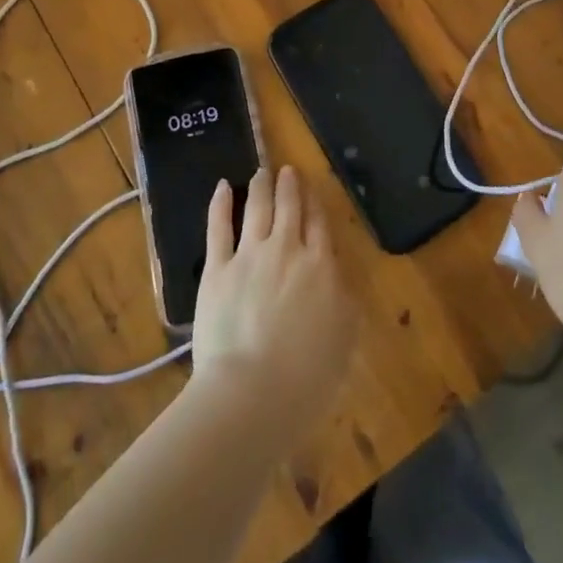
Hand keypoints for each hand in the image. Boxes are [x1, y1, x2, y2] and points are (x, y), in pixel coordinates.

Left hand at [192, 166, 356, 432]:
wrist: (253, 392)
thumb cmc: (307, 375)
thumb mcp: (345, 337)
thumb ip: (344, 299)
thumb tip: (337, 277)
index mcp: (320, 266)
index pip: (318, 224)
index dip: (314, 203)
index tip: (311, 187)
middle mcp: (286, 250)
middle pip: (289, 208)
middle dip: (289, 186)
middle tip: (287, 171)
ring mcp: (249, 255)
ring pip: (257, 208)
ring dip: (260, 186)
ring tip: (262, 172)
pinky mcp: (217, 269)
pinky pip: (218, 227)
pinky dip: (220, 203)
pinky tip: (222, 186)